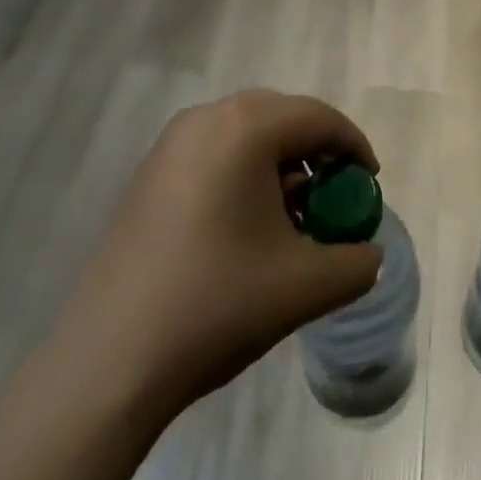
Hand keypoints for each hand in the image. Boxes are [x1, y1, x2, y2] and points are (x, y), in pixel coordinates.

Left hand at [51, 90, 382, 424]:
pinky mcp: (149, 175)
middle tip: (334, 197)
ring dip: (280, 165)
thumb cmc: (218, 304)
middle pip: (282, 118)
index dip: (354, 148)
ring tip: (292, 219)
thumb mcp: (308, 285)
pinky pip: (214, 155)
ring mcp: (170, 146)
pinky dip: (244, 176)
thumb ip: (358, 261)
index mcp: (245, 128)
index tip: (369, 185)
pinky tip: (247, 229)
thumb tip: (366, 252)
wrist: (110, 362)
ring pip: (245, 135)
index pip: (319, 118)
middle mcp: (205, 119)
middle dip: (316, 153)